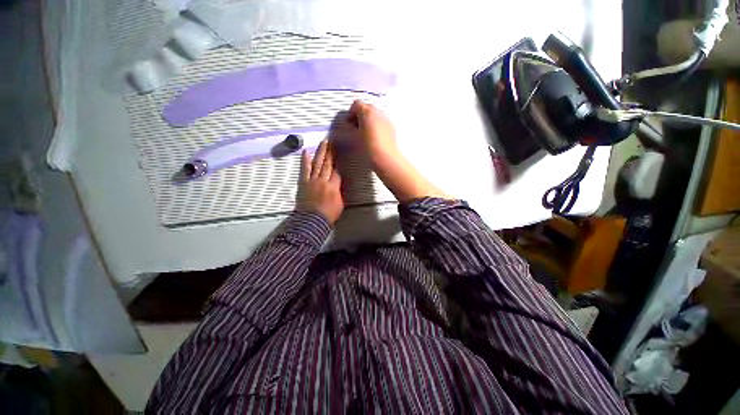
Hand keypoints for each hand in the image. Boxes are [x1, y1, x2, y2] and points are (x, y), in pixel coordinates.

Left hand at [298, 140, 343, 224]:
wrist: (312, 220)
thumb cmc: (329, 214)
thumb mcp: (340, 203)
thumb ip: (340, 191)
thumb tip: (339, 183)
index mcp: (334, 186)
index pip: (337, 171)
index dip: (338, 161)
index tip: (339, 151)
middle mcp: (323, 180)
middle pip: (328, 164)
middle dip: (331, 152)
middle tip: (332, 142)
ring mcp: (312, 180)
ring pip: (317, 164)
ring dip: (321, 152)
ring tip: (323, 142)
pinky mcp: (303, 183)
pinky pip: (304, 170)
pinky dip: (305, 161)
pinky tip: (306, 152)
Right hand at [347, 100, 399, 164]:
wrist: (385, 157)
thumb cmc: (367, 146)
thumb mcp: (354, 137)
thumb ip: (349, 128)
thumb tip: (348, 126)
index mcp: (367, 111)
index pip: (356, 104)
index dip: (351, 113)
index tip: (349, 123)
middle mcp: (378, 111)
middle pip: (367, 108)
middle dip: (360, 116)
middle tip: (356, 128)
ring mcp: (386, 118)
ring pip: (375, 115)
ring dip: (369, 121)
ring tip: (366, 134)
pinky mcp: (392, 126)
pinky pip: (382, 122)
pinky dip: (377, 126)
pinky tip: (375, 137)